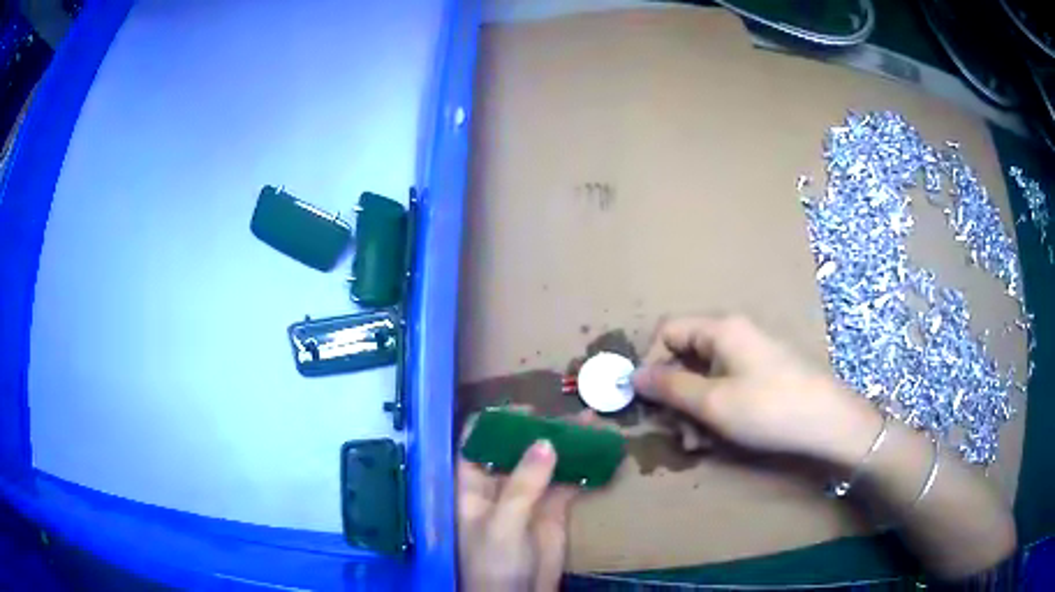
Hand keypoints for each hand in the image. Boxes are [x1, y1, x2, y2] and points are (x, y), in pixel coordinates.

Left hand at [458, 412, 593, 591]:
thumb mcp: (503, 524)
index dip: (497, 422)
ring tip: (592, 422)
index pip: (477, 442)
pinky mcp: (553, 510)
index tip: (527, 407)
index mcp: (472, 485)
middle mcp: (499, 485)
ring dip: (567, 444)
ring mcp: (528, 496)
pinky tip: (601, 451)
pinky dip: (583, 467)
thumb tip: (546, 442)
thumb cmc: (493, 563)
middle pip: (517, 447)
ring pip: (546, 462)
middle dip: (541, 428)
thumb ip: (523, 484)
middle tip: (569, 412)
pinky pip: (568, 482)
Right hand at [631, 315, 880, 461]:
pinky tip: (719, 437)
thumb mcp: (712, 403)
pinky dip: (716, 410)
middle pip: (685, 356)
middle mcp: (734, 334)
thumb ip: (669, 387)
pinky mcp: (763, 376)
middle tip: (677, 431)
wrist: (829, 424)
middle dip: (675, 395)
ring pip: (704, 377)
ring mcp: (751, 356)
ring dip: (693, 410)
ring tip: (699, 443)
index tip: (649, 401)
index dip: (651, 363)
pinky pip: (726, 387)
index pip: (667, 331)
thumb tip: (632, 375)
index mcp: (720, 329)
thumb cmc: (769, 409)